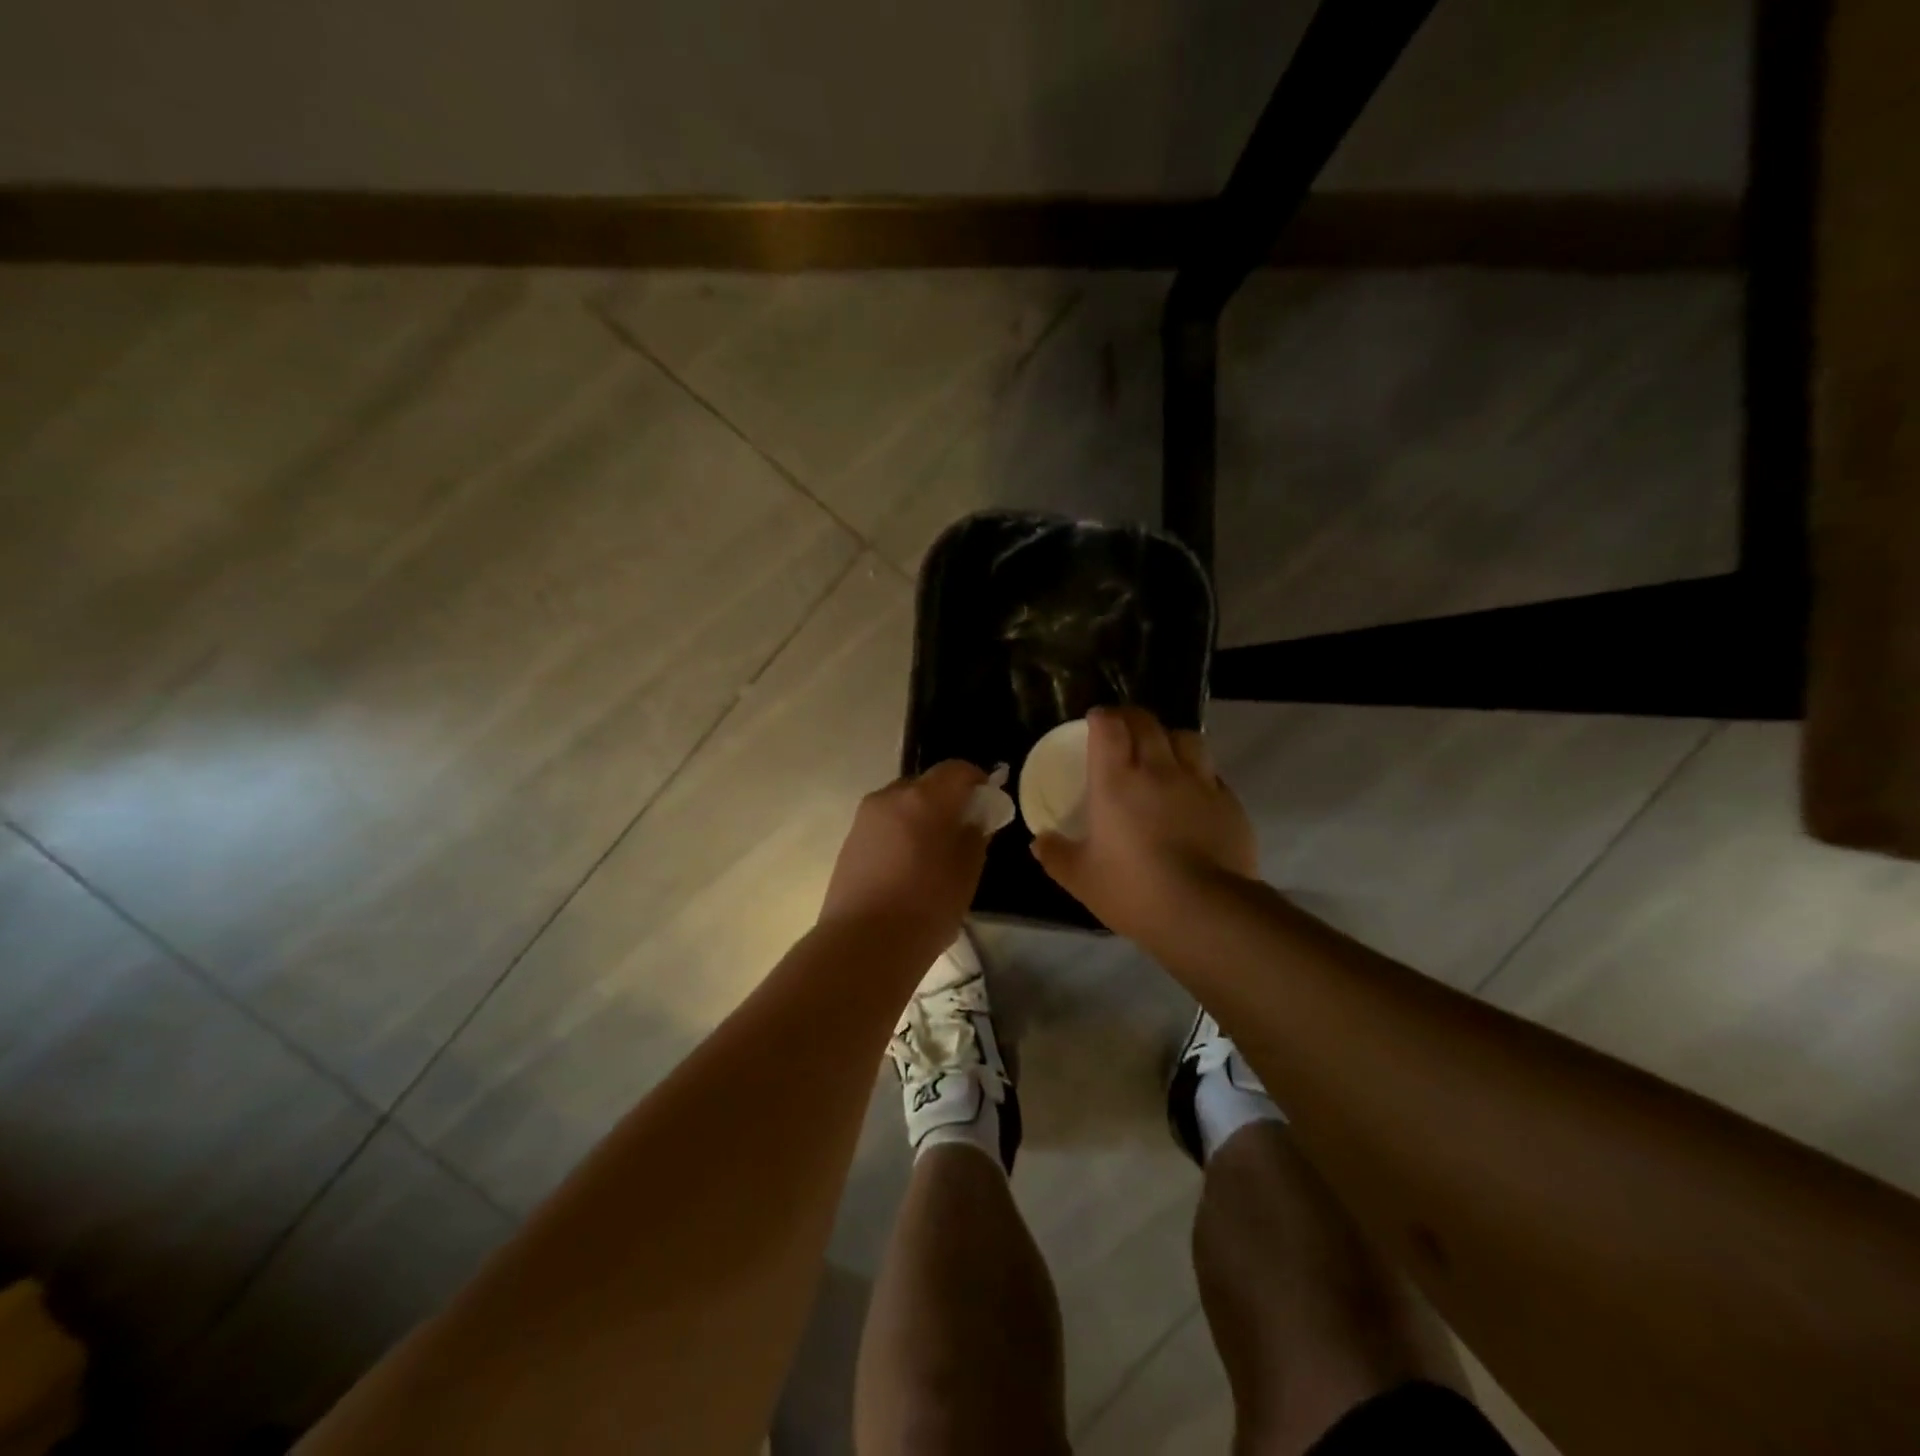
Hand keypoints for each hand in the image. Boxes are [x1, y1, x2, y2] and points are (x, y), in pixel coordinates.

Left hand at [819, 760, 989, 944]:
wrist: (863, 944)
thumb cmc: (926, 908)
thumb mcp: (966, 874)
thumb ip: (974, 837)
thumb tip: (973, 821)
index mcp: (924, 799)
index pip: (957, 770)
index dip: (976, 779)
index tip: (988, 799)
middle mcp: (891, 797)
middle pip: (926, 783)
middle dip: (946, 798)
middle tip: (962, 827)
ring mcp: (865, 817)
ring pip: (902, 803)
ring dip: (921, 815)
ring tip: (934, 849)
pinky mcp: (850, 839)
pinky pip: (884, 822)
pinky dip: (901, 831)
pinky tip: (908, 863)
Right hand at [1031, 707, 1256, 940]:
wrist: (1206, 912)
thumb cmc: (1134, 890)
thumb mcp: (1081, 879)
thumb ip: (1055, 855)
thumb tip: (1039, 842)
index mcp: (1117, 781)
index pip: (1110, 726)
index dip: (1101, 717)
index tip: (1094, 721)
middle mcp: (1159, 770)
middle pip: (1147, 722)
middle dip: (1131, 718)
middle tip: (1122, 730)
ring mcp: (1200, 783)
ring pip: (1186, 738)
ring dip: (1169, 738)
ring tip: (1163, 753)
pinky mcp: (1229, 803)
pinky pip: (1212, 773)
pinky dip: (1198, 773)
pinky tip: (1192, 793)